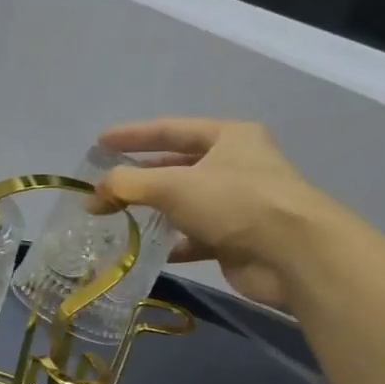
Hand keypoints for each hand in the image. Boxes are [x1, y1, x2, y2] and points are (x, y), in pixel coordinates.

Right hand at [92, 118, 336, 308]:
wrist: (292, 254)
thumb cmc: (234, 202)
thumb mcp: (173, 185)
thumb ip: (127, 185)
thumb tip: (92, 196)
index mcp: (228, 137)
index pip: (170, 129)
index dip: (132, 135)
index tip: (100, 143)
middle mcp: (235, 166)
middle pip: (177, 166)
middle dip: (140, 176)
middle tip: (105, 185)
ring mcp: (237, 204)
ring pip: (184, 204)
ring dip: (153, 211)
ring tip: (116, 218)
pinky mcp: (236, 239)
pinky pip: (193, 238)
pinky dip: (170, 243)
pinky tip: (145, 250)